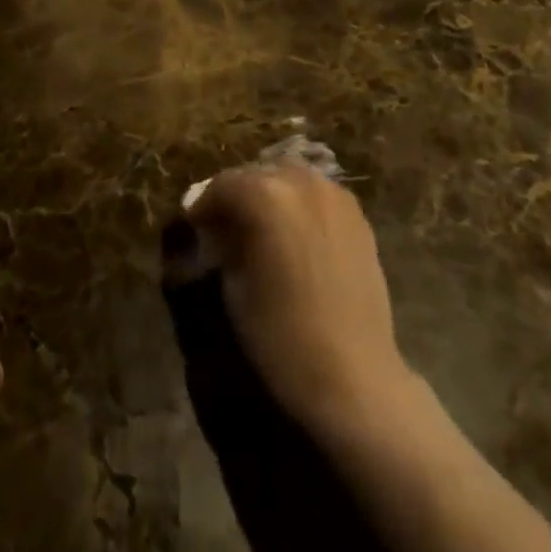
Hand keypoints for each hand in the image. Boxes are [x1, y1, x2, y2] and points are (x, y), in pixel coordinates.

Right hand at [187, 166, 415, 437]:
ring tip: (260, 227)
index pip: (221, 186)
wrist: (353, 377)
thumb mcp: (233, 287)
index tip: (193, 224)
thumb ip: (223, 243)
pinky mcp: (357, 216)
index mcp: (264, 194)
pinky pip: (318, 196)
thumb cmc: (281, 336)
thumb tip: (217, 229)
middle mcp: (300, 181)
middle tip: (224, 224)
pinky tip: (294, 235)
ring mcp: (334, 195)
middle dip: (238, 195)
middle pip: (257, 174)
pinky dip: (300, 205)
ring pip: (290, 178)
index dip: (203, 206)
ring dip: (271, 195)